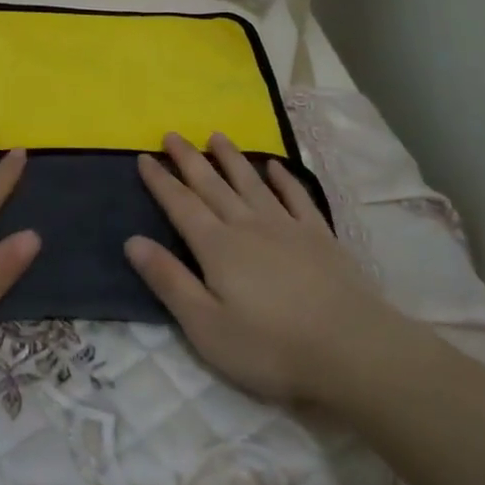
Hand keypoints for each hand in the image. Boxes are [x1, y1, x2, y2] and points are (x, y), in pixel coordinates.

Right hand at [125, 132, 406, 407]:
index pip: (181, 205)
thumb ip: (170, 281)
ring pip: (251, 182)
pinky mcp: (319, 235)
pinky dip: (283, 178)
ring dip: (231, 158)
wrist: (352, 349)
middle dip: (189, 159)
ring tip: (216, 136)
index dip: (161, 181)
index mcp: (217, 247)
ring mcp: (287, 226)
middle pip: (213, 185)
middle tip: (172, 134)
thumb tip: (133, 241)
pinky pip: (296, 196)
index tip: (143, 156)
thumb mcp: (206, 326)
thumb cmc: (271, 347)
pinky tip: (275, 165)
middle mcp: (248, 225)